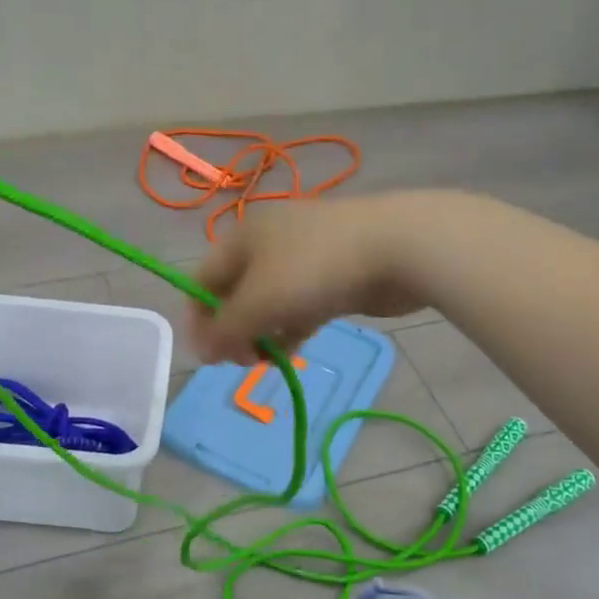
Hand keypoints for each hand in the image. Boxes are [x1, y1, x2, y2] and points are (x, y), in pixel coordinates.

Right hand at [187, 193, 441, 364]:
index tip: (209, 357)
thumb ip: (225, 330)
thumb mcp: (259, 302)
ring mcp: (303, 258)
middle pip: (234, 292)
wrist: (399, 248)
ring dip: (262, 333)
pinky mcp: (332, 276)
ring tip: (267, 361)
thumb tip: (200, 352)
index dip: (199, 319)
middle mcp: (267, 243)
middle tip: (243, 361)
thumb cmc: (315, 270)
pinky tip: (294, 350)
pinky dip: (291, 328)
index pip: (202, 279)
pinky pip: (299, 306)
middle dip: (232, 330)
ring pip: (268, 302)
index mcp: (241, 237)